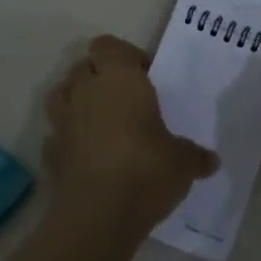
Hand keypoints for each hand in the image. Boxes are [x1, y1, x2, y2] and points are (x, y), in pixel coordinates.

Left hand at [45, 36, 218, 234]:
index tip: (145, 75)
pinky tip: (87, 154)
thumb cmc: (147, 171)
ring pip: (62, 94)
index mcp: (119, 80)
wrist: (99, 215)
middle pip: (83, 66)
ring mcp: (62, 122)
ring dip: (77, 101)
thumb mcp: (183, 162)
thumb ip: (195, 156)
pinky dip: (69, 138)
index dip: (124, 55)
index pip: (108, 45)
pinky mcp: (49, 153)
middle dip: (100, 76)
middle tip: (125, 98)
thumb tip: (211, 161)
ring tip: (101, 121)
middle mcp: (85, 92)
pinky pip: (57, 134)